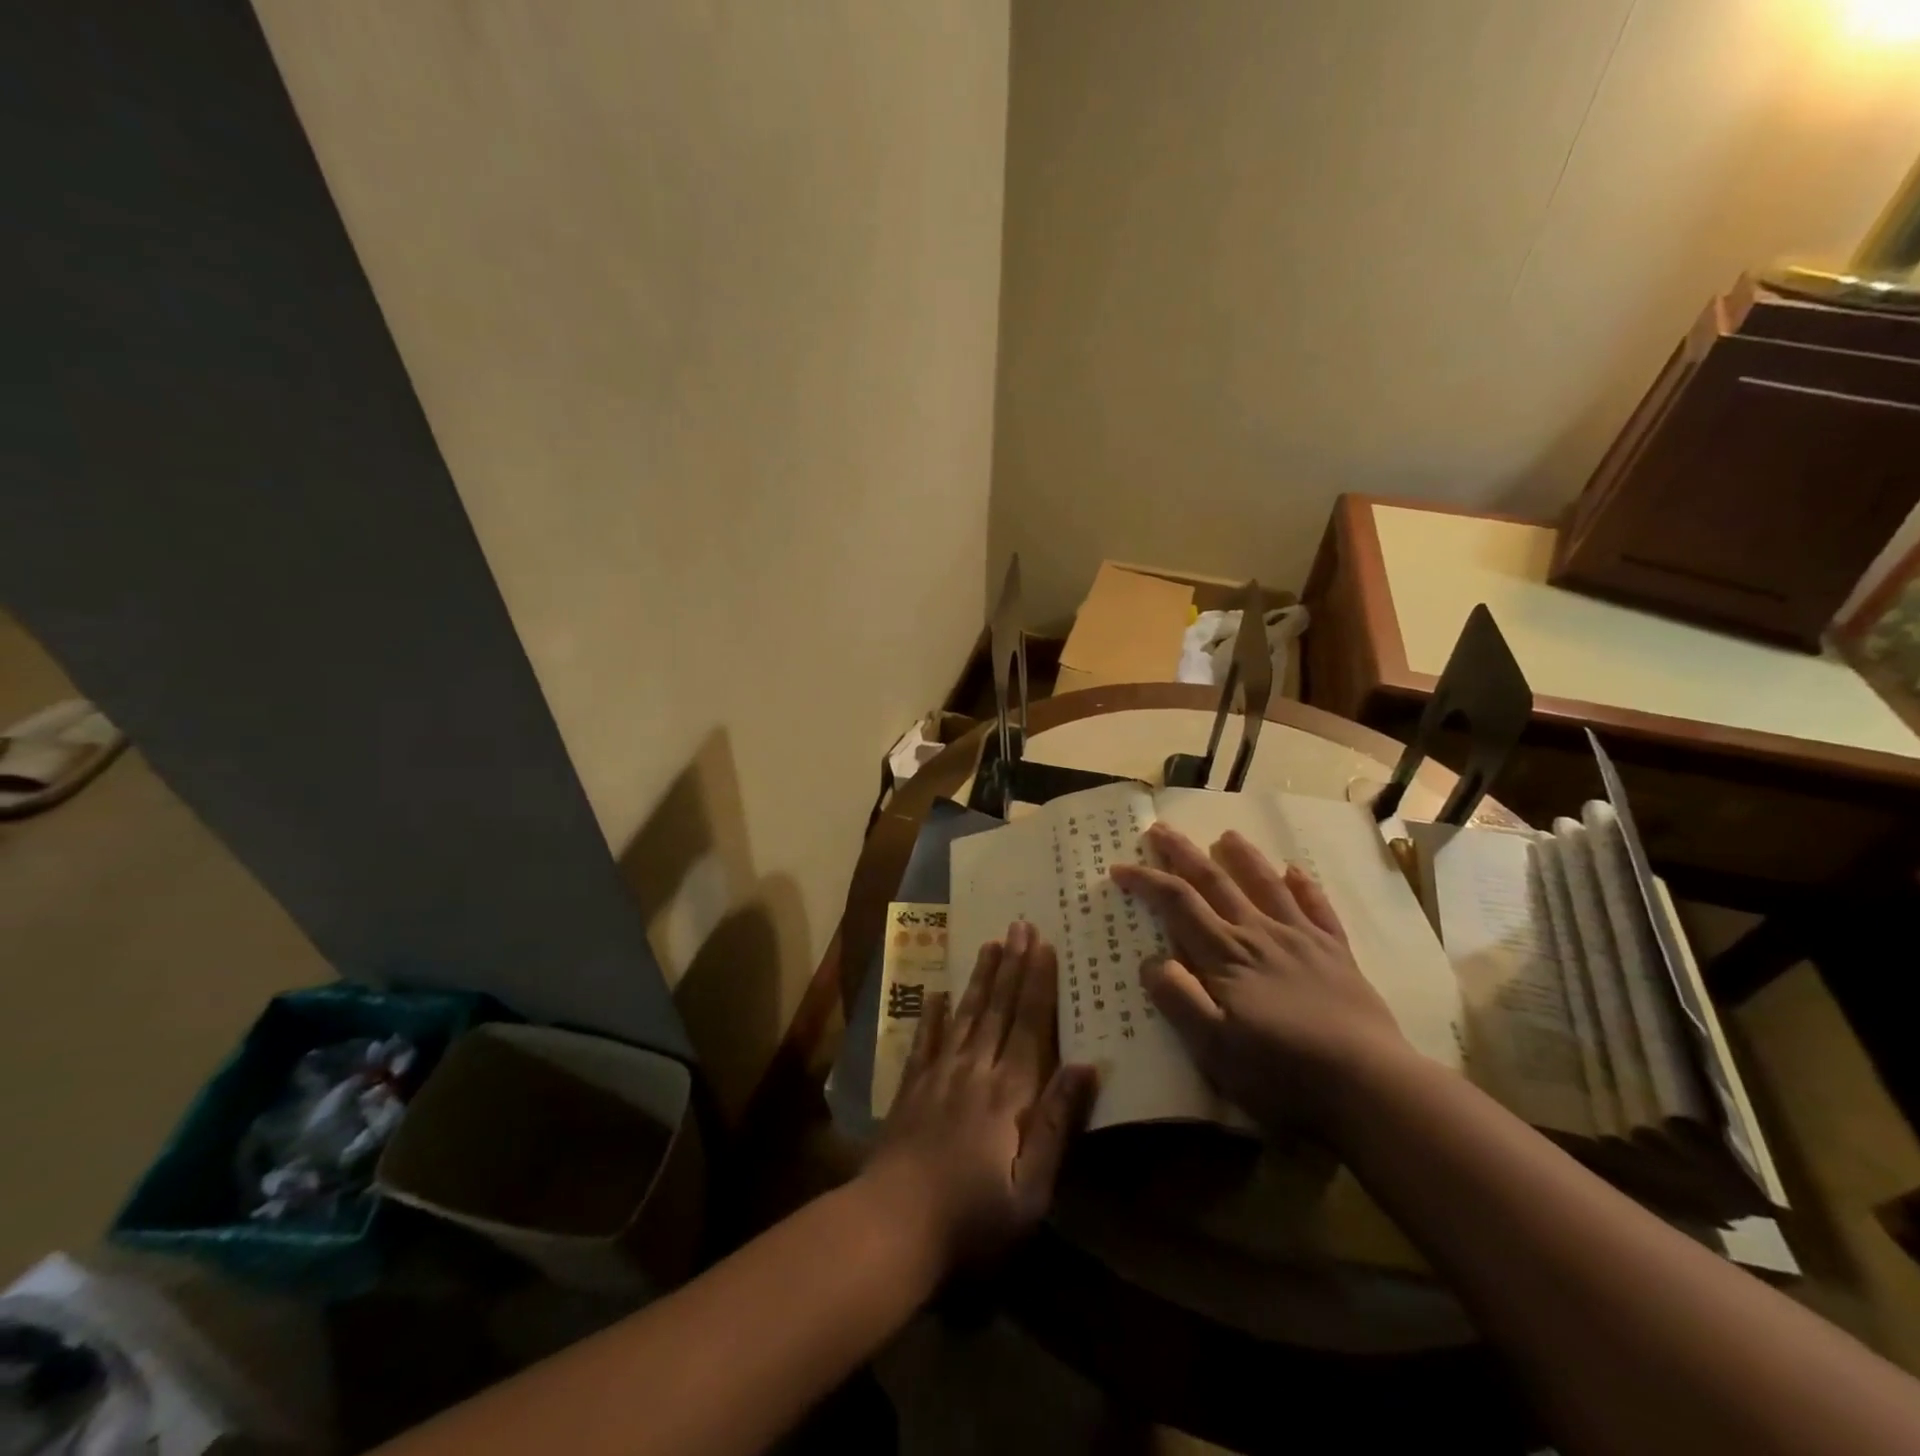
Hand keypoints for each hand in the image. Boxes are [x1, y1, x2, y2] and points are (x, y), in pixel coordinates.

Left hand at [863, 920, 1097, 1268]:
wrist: (891, 1226)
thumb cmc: (971, 1219)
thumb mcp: (1030, 1190)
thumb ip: (1056, 1124)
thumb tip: (1086, 1066)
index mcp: (1008, 1093)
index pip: (1029, 1025)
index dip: (1038, 984)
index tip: (1044, 945)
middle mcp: (974, 1070)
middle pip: (998, 1009)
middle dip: (1012, 965)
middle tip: (1020, 924)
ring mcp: (938, 1075)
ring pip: (965, 1015)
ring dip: (980, 978)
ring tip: (990, 943)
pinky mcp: (911, 1088)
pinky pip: (925, 1040)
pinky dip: (932, 1015)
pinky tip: (937, 993)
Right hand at [1110, 825, 1413, 1131]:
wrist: (1369, 1085)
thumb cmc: (1282, 1073)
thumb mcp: (1214, 1049)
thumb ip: (1179, 999)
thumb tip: (1151, 960)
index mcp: (1225, 955)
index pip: (1176, 904)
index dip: (1146, 881)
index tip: (1120, 867)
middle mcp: (1259, 935)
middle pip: (1214, 882)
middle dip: (1183, 854)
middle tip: (1160, 830)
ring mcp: (1301, 940)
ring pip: (1265, 885)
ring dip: (1243, 857)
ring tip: (1227, 835)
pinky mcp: (1337, 954)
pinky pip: (1318, 908)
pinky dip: (1304, 887)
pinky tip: (1295, 872)